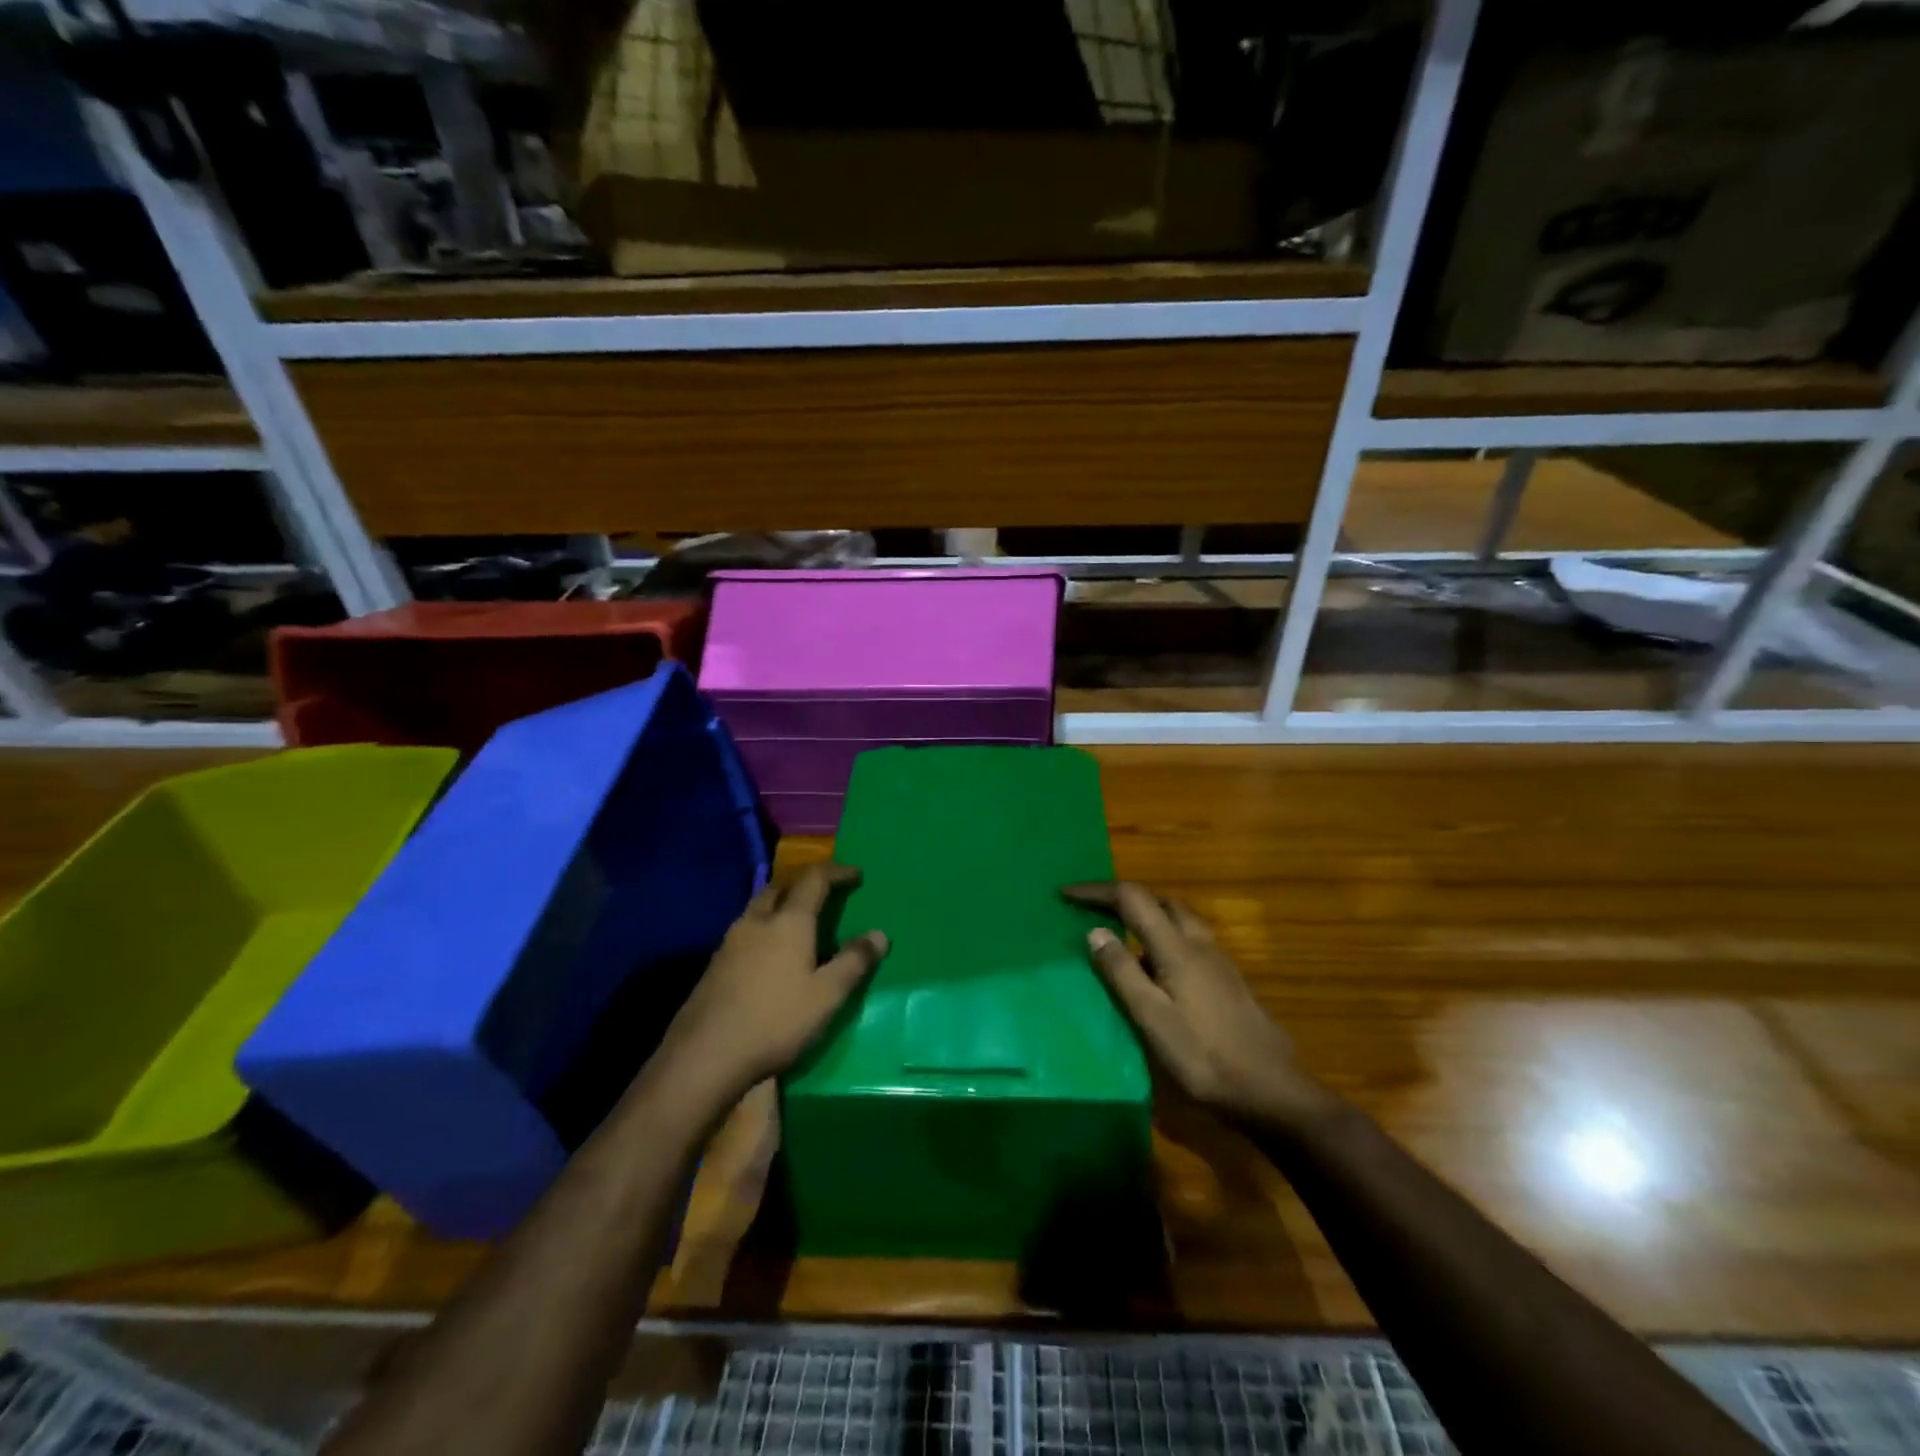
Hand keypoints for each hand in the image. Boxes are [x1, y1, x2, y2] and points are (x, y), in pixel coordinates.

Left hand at [657, 864, 887, 1104]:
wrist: (704, 1055)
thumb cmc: (775, 1020)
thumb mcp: (827, 995)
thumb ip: (854, 962)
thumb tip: (879, 934)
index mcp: (789, 921)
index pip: (814, 879)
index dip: (837, 872)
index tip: (856, 875)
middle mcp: (757, 921)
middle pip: (780, 886)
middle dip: (804, 884)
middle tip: (824, 893)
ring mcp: (730, 942)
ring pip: (758, 908)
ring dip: (781, 904)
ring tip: (798, 921)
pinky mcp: (715, 965)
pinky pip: (746, 931)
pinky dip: (764, 928)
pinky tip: (770, 954)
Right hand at [1064, 881, 1326, 1127]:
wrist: (1272, 1091)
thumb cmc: (1204, 1057)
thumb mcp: (1152, 1019)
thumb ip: (1122, 973)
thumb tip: (1094, 930)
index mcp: (1177, 948)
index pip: (1133, 899)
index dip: (1097, 892)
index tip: (1065, 894)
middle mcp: (1199, 943)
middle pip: (1160, 900)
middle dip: (1123, 897)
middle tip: (1092, 908)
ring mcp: (1218, 961)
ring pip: (1178, 918)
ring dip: (1146, 914)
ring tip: (1119, 933)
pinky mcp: (1227, 980)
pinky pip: (1188, 939)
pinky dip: (1162, 936)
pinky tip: (1154, 968)